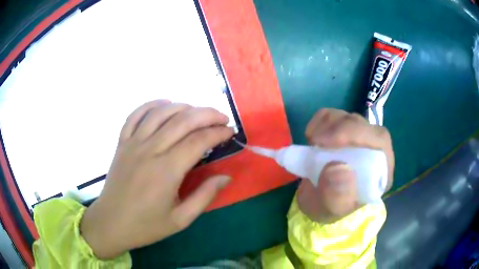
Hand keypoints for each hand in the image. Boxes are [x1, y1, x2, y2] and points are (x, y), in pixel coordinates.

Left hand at [80, 100, 233, 258]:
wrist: (111, 223)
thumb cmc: (146, 226)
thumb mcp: (180, 220)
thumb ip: (204, 196)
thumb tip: (225, 177)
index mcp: (166, 171)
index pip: (198, 141)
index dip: (218, 133)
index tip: (230, 132)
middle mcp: (150, 150)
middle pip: (183, 121)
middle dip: (207, 114)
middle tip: (222, 118)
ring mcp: (133, 143)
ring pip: (160, 113)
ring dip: (183, 107)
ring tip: (197, 112)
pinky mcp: (122, 143)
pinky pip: (135, 115)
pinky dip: (151, 105)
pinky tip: (164, 105)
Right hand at [297, 108, 393, 222]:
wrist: (317, 202)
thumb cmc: (328, 208)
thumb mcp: (331, 209)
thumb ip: (337, 195)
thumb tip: (338, 167)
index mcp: (380, 171)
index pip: (380, 141)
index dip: (358, 134)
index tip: (328, 142)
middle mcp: (373, 151)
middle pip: (364, 125)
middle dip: (339, 129)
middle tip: (315, 141)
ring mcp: (357, 139)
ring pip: (348, 117)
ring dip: (327, 125)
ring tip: (312, 143)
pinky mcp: (342, 132)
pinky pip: (333, 116)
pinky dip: (320, 120)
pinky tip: (312, 136)